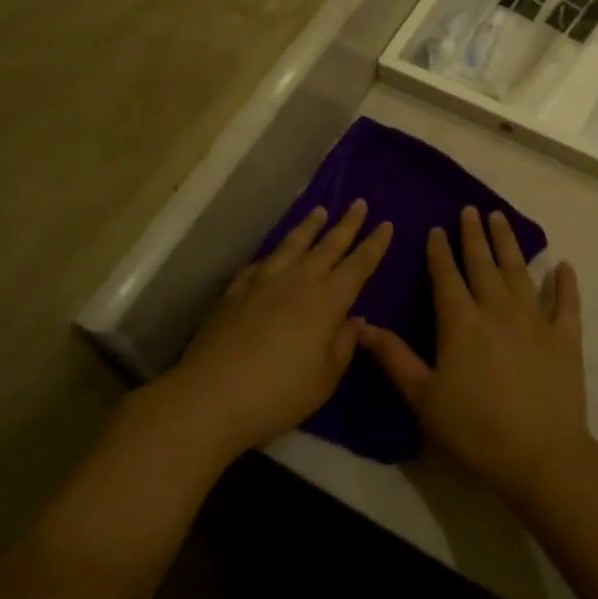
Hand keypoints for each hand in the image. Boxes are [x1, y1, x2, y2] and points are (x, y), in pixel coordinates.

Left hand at [168, 201, 391, 460]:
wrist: (211, 395)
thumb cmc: (278, 394)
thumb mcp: (325, 379)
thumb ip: (343, 345)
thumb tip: (355, 319)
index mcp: (327, 301)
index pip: (358, 265)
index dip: (374, 244)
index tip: (386, 224)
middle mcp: (298, 281)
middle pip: (328, 245)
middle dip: (347, 224)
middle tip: (359, 203)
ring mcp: (264, 282)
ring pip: (292, 245)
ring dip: (309, 226)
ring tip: (319, 211)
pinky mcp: (236, 291)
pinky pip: (261, 263)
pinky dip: (273, 254)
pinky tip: (273, 255)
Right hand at [358, 207, 588, 505]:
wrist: (541, 456)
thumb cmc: (475, 429)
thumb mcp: (423, 397)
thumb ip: (394, 357)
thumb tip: (362, 324)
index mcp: (461, 322)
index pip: (446, 276)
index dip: (440, 251)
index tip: (438, 228)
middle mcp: (497, 309)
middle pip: (483, 264)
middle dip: (474, 235)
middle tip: (471, 210)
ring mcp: (535, 320)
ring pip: (519, 271)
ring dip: (509, 243)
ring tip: (501, 219)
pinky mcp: (565, 338)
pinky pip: (566, 303)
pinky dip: (565, 283)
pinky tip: (563, 265)